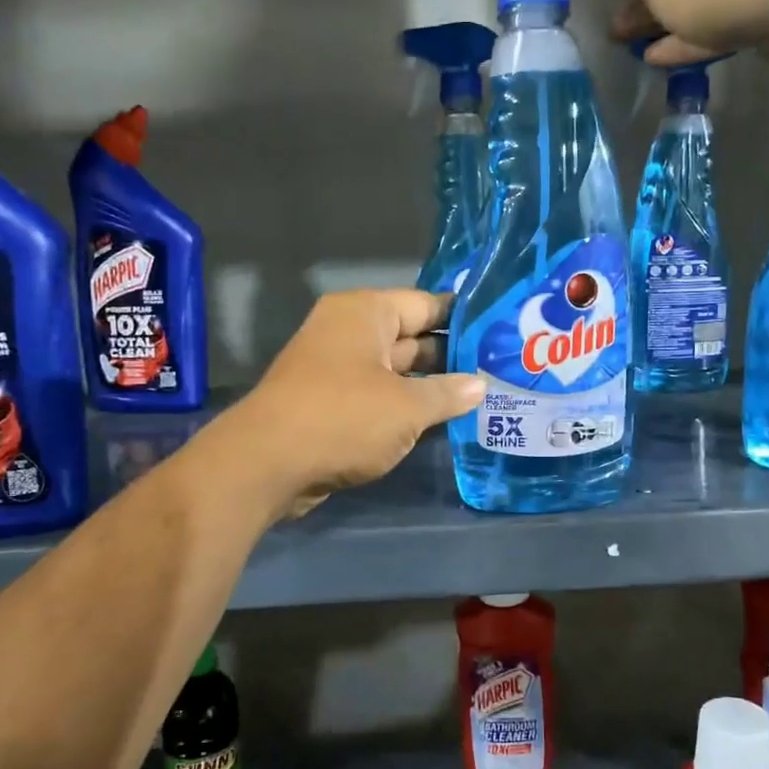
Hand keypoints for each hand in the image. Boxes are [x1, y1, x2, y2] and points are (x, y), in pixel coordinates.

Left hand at [222, 290, 483, 517]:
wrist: (268, 464)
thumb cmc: (343, 418)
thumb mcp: (407, 407)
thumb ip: (447, 394)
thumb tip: (480, 386)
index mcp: (366, 314)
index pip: (426, 304)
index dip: (464, 318)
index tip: (500, 331)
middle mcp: (349, 332)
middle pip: (412, 336)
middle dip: (452, 355)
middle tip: (499, 369)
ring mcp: (337, 368)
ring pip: (396, 370)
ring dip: (431, 385)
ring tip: (481, 396)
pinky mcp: (331, 403)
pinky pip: (379, 395)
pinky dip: (406, 405)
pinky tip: (442, 419)